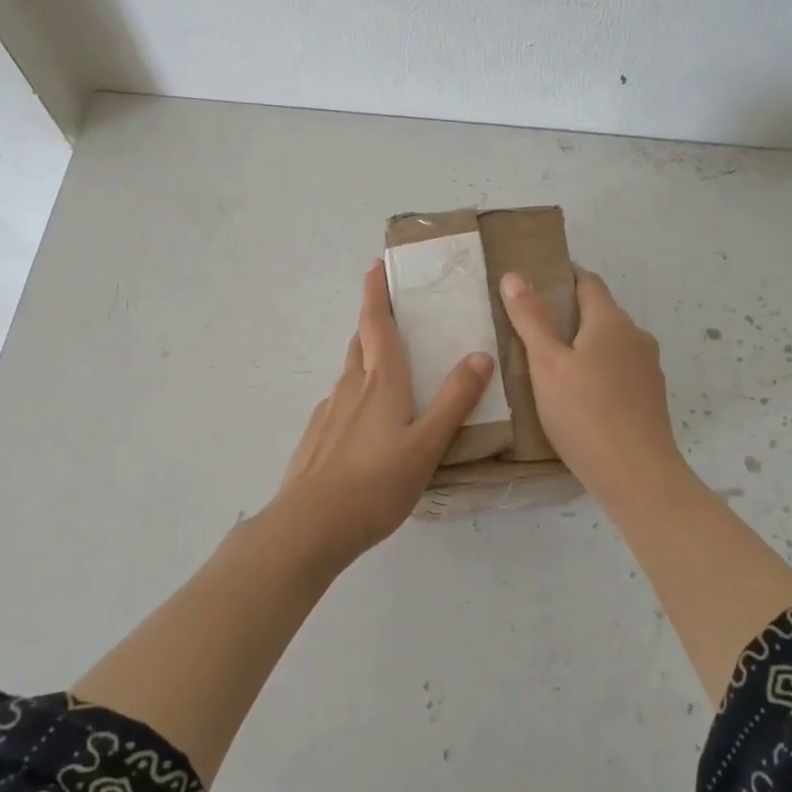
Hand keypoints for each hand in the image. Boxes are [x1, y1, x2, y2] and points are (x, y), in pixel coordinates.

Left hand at [267, 263, 495, 565]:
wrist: (311, 525)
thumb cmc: (376, 483)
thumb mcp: (427, 445)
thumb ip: (455, 401)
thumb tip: (480, 354)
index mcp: (381, 383)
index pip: (378, 325)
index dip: (376, 294)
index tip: (376, 266)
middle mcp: (351, 389)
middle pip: (361, 343)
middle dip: (372, 321)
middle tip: (390, 310)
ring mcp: (329, 413)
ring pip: (349, 373)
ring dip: (364, 356)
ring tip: (384, 363)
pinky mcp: (316, 438)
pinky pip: (339, 402)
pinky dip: (354, 394)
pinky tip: (363, 419)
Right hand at [500, 265, 689, 509]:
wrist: (636, 474)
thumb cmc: (584, 413)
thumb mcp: (546, 363)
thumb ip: (531, 318)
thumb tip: (515, 275)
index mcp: (611, 321)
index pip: (588, 281)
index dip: (562, 276)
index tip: (533, 282)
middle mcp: (636, 337)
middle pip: (599, 312)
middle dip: (568, 312)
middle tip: (529, 326)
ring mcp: (648, 369)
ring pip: (610, 344)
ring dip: (582, 344)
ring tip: (548, 363)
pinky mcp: (649, 397)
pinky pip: (618, 370)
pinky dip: (596, 370)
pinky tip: (576, 395)